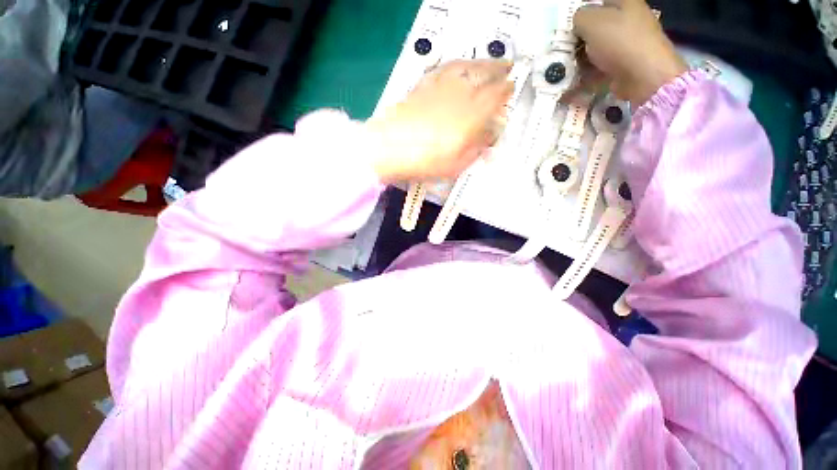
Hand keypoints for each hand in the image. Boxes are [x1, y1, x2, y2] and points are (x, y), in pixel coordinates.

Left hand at [366, 60, 513, 183]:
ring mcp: (440, 87)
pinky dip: (456, 65)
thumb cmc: (426, 161)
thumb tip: (489, 141)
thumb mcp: (457, 164)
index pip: (497, 96)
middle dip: (499, 70)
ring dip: (481, 63)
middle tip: (507, 68)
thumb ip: (476, 150)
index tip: (512, 88)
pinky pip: (444, 68)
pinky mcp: (423, 85)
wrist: (390, 148)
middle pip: (485, 75)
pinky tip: (459, 67)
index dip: (507, 91)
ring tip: (488, 63)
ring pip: (466, 66)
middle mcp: (460, 94)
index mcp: (472, 115)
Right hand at [574, 0, 687, 107]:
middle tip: (562, 49)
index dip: (581, 12)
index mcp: (624, 2)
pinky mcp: (623, 66)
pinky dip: (586, 76)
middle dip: (578, 38)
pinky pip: (599, 68)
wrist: (644, 76)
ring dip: (579, 59)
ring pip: (596, 49)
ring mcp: (626, 45)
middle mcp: (627, 20)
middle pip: (596, 26)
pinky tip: (573, 83)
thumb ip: (579, 17)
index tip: (567, 26)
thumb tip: (576, 24)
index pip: (598, 1)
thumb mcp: (592, 21)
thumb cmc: (619, 42)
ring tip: (564, 69)